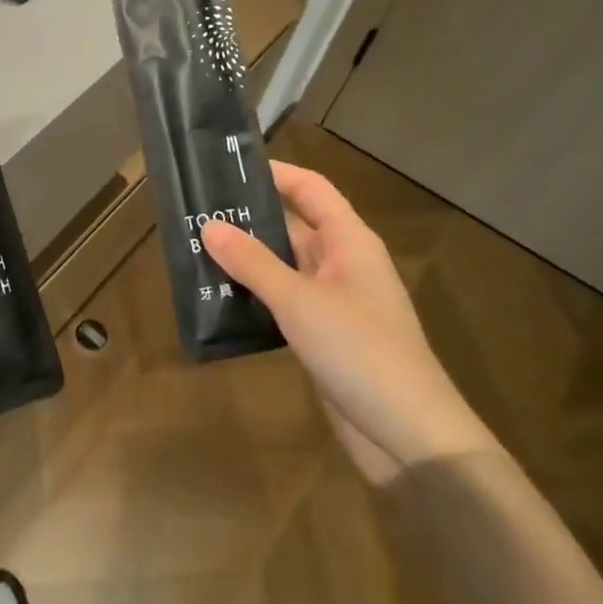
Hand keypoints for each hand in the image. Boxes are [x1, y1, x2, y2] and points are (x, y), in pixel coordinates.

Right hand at [202, 161, 498, 482]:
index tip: (227, 168)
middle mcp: (342, 264)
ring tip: (193, 252)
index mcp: (349, 242)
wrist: (408, 435)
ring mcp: (333, 302)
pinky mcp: (322, 336)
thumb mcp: (299, 300)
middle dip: (248, 220)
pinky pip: (282, 302)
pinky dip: (253, 297)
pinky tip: (217, 298)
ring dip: (245, 261)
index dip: (275, 173)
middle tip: (195, 213)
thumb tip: (209, 225)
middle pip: (292, 227)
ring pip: (283, 267)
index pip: (311, 189)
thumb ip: (252, 262)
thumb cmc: (359, 350)